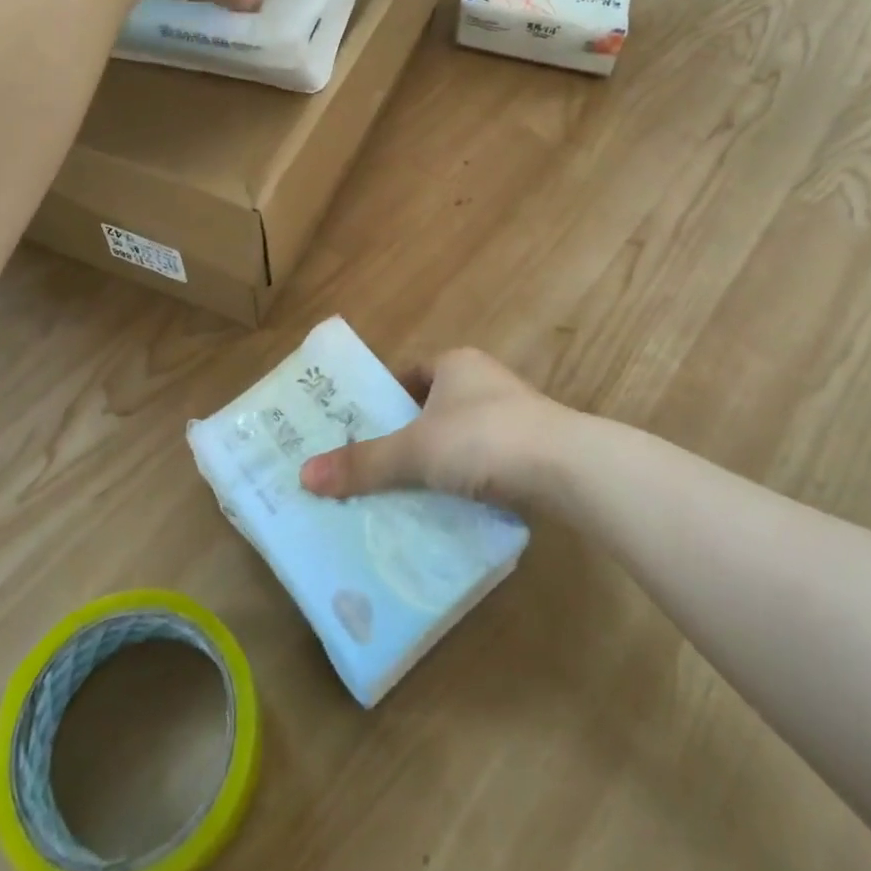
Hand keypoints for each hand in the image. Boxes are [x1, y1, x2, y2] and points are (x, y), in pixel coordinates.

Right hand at [299, 349, 564, 502]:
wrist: (566, 467)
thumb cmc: (482, 439)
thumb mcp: (416, 451)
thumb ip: (364, 463)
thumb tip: (304, 475)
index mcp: (455, 364)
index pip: (408, 373)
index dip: (383, 397)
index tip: (359, 428)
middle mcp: (484, 380)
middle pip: (432, 406)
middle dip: (406, 434)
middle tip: (373, 465)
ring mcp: (513, 414)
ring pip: (460, 436)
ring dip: (437, 460)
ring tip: (405, 492)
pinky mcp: (532, 448)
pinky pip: (485, 460)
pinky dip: (465, 479)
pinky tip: (449, 506)